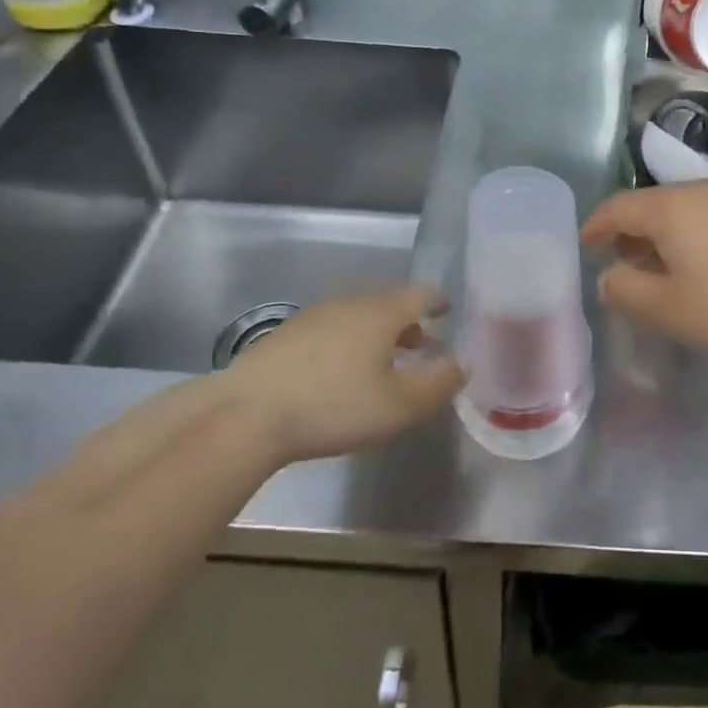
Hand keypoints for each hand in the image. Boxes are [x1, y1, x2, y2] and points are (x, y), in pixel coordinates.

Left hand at [220, 285, 463, 463]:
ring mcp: (314, 316)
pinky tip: (339, 374)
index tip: (449, 312)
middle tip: (422, 346)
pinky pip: (331, 331)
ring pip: (358, 318)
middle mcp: (351, 303)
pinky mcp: (285, 336)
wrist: (245, 415)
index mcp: (382, 312)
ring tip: (383, 364)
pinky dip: (347, 344)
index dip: (439, 301)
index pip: (422, 293)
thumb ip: (438, 384)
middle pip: (389, 304)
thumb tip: (463, 364)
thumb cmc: (334, 405)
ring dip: (377, 335)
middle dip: (409, 323)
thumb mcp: (399, 405)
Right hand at [581, 179, 707, 361]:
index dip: (598, 225)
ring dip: (663, 235)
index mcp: (670, 208)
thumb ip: (628, 292)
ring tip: (661, 267)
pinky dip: (692, 235)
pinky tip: (704, 264)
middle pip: (652, 204)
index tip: (586, 243)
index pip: (620, 207)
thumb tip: (610, 277)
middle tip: (621, 262)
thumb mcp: (670, 309)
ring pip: (684, 210)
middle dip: (631, 232)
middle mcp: (700, 191)